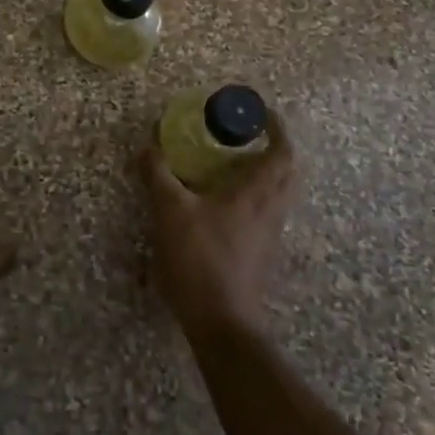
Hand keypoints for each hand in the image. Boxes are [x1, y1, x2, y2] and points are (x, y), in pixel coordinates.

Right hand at [138, 111, 295, 336]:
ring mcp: (269, 235)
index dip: (276, 127)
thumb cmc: (199, 258)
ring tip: (231, 165)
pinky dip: (253, 197)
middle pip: (287, 171)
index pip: (282, 151)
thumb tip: (148, 144)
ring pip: (278, 194)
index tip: (259, 112)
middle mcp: (271, 210)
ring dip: (264, 173)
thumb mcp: (169, 210)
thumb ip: (158, 173)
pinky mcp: (260, 254)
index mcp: (256, 193)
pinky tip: (223, 203)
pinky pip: (266, 213)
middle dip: (272, 148)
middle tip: (246, 136)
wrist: (221, 323)